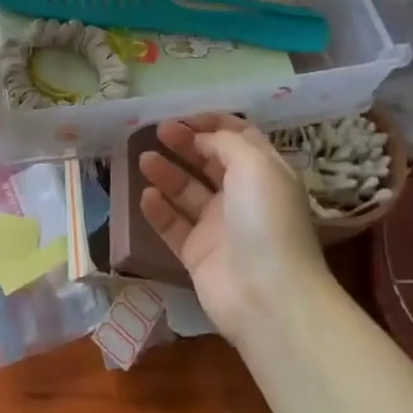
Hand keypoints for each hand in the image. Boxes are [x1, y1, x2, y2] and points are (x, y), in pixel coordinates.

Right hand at [140, 114, 331, 337]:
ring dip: (167, 173)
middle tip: (158, 131)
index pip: (238, 137)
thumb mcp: (254, 164)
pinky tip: (146, 196)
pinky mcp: (199, 254)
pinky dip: (159, 210)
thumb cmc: (265, 220)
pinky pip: (174, 225)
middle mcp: (243, 197)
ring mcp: (220, 227)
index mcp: (264, 173)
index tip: (184, 116)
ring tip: (144, 159)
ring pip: (188, 192)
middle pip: (210, 161)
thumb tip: (201, 138)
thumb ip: (224, 142)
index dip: (212, 123)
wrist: (268, 297)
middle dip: (185, 143)